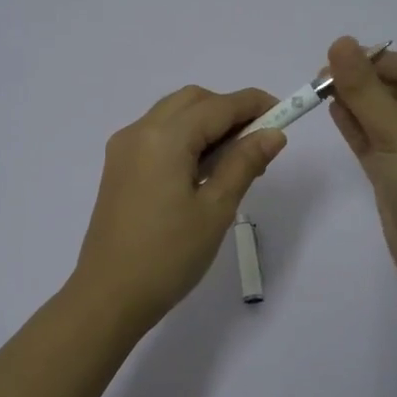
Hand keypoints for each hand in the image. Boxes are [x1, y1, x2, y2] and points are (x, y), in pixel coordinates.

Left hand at [73, 84, 286, 329]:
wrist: (109, 296)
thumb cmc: (168, 256)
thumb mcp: (215, 209)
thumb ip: (244, 163)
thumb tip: (273, 134)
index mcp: (164, 138)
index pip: (218, 105)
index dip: (254, 105)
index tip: (286, 114)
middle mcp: (139, 131)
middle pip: (192, 100)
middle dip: (229, 110)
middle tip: (259, 142)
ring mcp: (124, 149)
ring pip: (173, 115)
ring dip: (207, 124)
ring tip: (236, 160)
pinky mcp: (118, 168)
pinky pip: (157, 135)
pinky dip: (185, 138)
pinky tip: (204, 171)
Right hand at [325, 36, 396, 288]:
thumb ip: (365, 90)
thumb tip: (339, 42)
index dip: (377, 60)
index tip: (339, 63)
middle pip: (393, 88)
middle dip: (360, 80)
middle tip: (319, 79)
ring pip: (379, 114)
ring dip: (353, 101)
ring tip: (318, 91)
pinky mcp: (394, 171)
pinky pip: (372, 138)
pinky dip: (353, 125)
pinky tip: (331, 110)